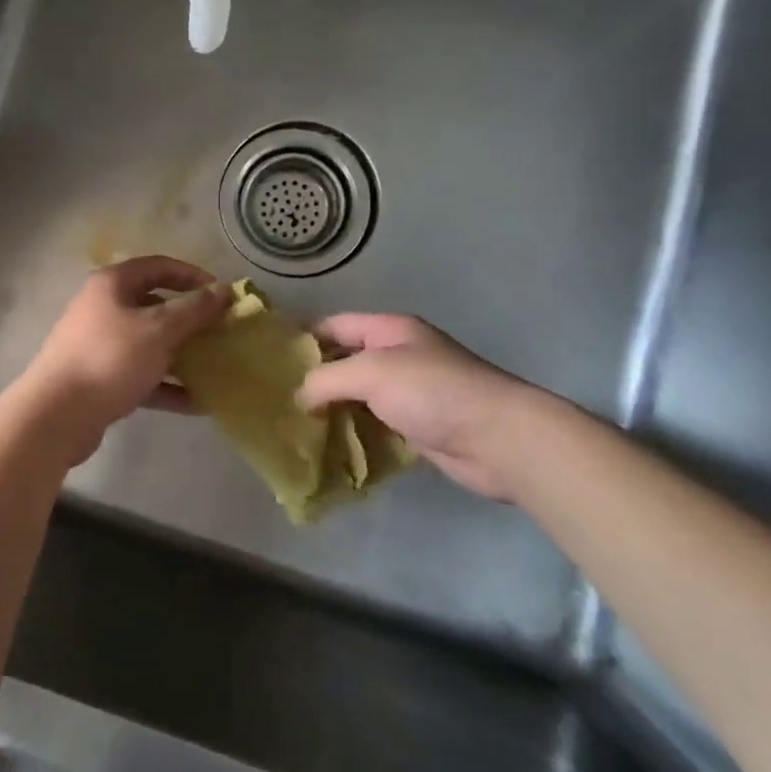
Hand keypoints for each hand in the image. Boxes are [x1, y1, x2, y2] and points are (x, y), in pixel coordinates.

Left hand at [21, 257, 231, 443]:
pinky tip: (197, 402)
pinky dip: (167, 385)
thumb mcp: (159, 330)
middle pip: (155, 306)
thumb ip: (194, 309)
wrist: (57, 414)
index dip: (193, 276)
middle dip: (191, 320)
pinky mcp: (100, 379)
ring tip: (216, 368)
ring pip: (150, 343)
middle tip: (222, 332)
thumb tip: (224, 290)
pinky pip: (141, 375)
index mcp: (113, 284)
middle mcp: (104, 308)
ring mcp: (100, 345)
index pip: (159, 267)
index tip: (223, 294)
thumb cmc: (110, 359)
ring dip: (182, 355)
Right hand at [297, 314, 535, 498]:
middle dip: (315, 378)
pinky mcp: (418, 427)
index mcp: (390, 330)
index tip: (271, 360)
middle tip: (278, 399)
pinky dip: (354, 433)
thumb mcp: (371, 373)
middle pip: (346, 361)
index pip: (336, 325)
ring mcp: (410, 393)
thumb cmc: (433, 391)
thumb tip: (301, 396)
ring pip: (359, 396)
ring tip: (295, 425)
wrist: (498, 439)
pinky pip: (375, 425)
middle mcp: (399, 356)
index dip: (304, 338)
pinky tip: (329, 446)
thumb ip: (328, 379)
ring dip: (333, 410)